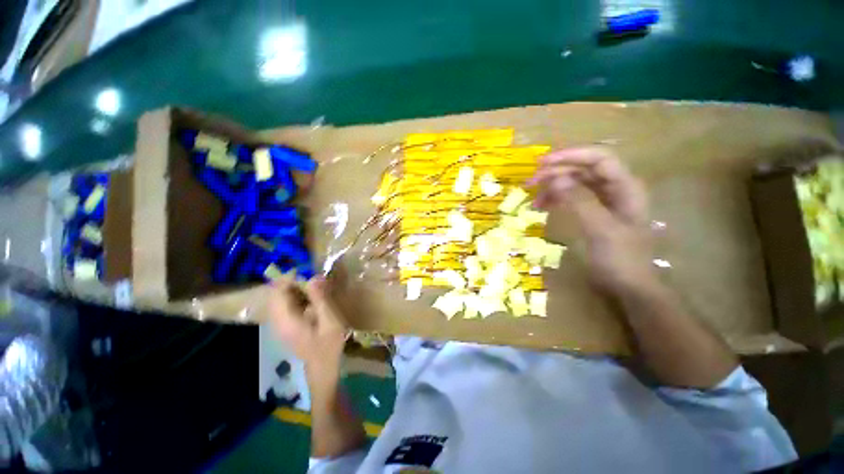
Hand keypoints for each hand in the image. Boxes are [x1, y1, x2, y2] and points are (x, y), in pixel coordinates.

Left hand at [269, 276, 347, 382]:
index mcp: (286, 320)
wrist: (322, 368)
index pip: (277, 292)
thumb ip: (320, 299)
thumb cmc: (329, 345)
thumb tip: (314, 277)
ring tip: (314, 288)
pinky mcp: (284, 327)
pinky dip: (295, 298)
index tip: (307, 271)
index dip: (289, 278)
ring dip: (294, 290)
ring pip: (278, 300)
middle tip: (313, 280)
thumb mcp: (329, 320)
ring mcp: (279, 326)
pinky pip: (284, 306)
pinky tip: (310, 301)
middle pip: (275, 294)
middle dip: (292, 283)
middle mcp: (277, 322)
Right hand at [529, 147, 655, 293]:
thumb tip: (555, 178)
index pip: (599, 158)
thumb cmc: (620, 258)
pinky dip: (556, 199)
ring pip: (575, 183)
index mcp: (625, 187)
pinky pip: (572, 197)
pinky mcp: (592, 212)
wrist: (627, 286)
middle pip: (584, 169)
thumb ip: (579, 201)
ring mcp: (603, 201)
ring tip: (534, 198)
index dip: (571, 156)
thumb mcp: (600, 229)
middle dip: (557, 172)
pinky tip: (542, 206)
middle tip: (530, 182)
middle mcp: (615, 189)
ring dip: (553, 186)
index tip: (542, 163)